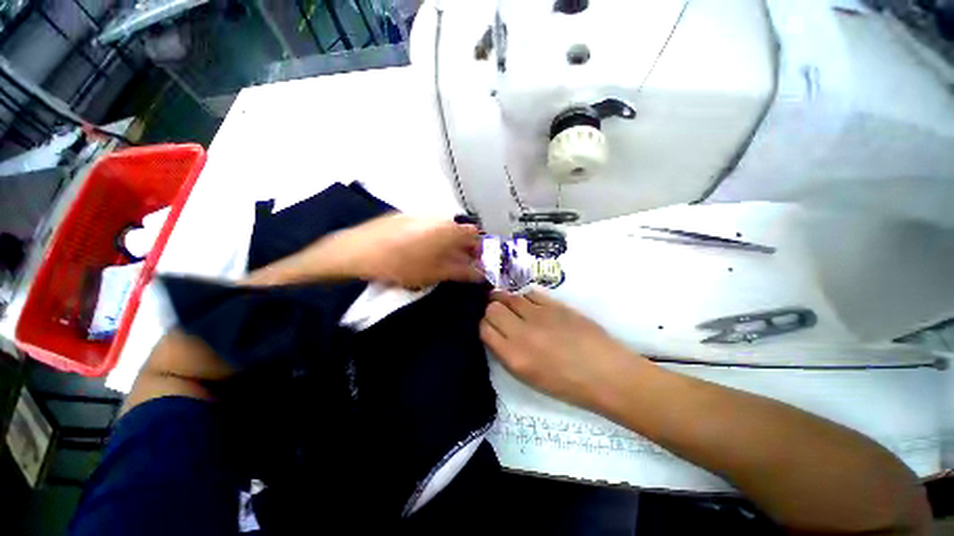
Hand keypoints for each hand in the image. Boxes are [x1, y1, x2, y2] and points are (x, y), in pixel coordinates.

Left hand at [334, 213, 483, 288]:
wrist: (358, 251)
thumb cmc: (403, 264)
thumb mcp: (435, 272)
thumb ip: (462, 272)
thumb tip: (480, 274)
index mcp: (449, 228)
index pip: (475, 234)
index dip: (478, 249)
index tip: (475, 263)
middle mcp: (437, 217)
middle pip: (458, 231)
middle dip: (462, 248)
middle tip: (457, 265)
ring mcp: (419, 215)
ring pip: (441, 229)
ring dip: (446, 244)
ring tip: (437, 261)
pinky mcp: (403, 217)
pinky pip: (426, 227)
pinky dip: (430, 239)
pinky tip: (417, 252)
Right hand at [481, 289, 643, 409]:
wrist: (606, 374)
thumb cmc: (567, 384)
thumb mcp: (529, 377)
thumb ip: (507, 352)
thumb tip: (496, 332)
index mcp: (513, 357)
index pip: (484, 328)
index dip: (484, 324)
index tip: (491, 325)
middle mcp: (521, 333)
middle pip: (492, 308)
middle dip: (492, 308)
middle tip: (500, 312)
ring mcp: (539, 316)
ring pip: (509, 296)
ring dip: (507, 299)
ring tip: (513, 305)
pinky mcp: (555, 305)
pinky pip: (530, 293)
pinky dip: (525, 297)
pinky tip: (531, 304)